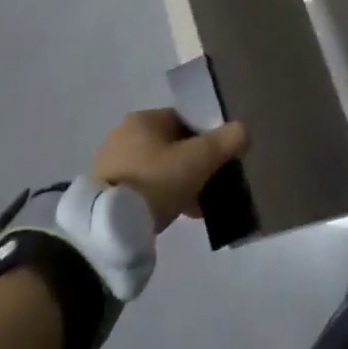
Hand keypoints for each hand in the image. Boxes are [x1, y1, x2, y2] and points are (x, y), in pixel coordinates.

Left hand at [91, 109, 249, 232]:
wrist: (107, 229)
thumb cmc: (156, 181)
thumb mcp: (199, 159)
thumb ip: (226, 141)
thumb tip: (243, 131)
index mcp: (143, 118)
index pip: (184, 120)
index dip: (206, 138)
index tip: (218, 161)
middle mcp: (123, 135)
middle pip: (171, 146)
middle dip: (192, 165)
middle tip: (208, 187)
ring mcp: (110, 164)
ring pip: (157, 169)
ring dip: (177, 184)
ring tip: (194, 208)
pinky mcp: (104, 192)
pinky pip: (141, 188)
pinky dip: (159, 198)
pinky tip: (173, 217)